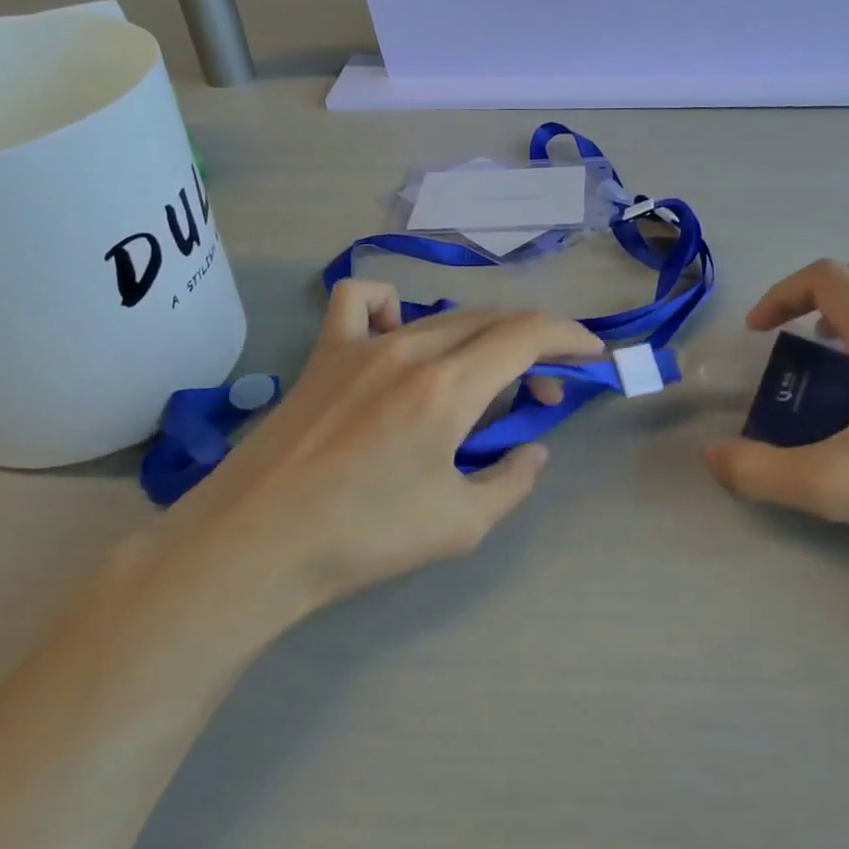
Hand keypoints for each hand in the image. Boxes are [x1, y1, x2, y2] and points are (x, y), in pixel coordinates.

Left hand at [171, 281, 601, 609]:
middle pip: (492, 321)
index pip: (528, 334)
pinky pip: (361, 302)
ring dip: (481, 338)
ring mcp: (361, 345)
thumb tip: (532, 449)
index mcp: (449, 387)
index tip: (593, 355)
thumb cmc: (363, 540)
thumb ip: (513, 480)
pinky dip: (392, 305)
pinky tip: (399, 337)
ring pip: (443, 316)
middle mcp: (410, 349)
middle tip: (543, 395)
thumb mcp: (461, 524)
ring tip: (483, 380)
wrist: (255, 545)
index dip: (570, 337)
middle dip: (534, 348)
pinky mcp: (324, 354)